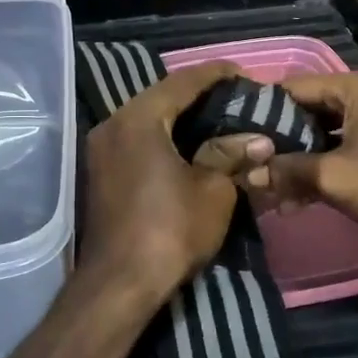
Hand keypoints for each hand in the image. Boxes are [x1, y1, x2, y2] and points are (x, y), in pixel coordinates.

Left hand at [73, 62, 275, 322]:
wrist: (119, 284)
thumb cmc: (170, 230)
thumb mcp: (213, 191)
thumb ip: (231, 155)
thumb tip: (257, 140)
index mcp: (139, 118)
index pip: (183, 82)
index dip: (216, 74)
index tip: (244, 73)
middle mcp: (113, 123)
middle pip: (161, 96)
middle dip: (199, 95)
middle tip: (234, 97)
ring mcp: (101, 148)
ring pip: (147, 119)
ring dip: (180, 117)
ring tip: (217, 119)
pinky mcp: (100, 171)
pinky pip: (136, 139)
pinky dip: (163, 136)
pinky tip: (188, 145)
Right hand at [260, 72, 357, 260]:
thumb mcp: (336, 176)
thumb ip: (288, 171)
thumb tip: (247, 174)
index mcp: (353, 88)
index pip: (291, 88)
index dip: (260, 109)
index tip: (230, 133)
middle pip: (304, 113)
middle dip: (275, 142)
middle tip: (242, 165)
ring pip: (318, 139)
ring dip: (293, 163)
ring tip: (261, 189)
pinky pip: (335, 157)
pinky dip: (315, 174)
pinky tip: (290, 202)